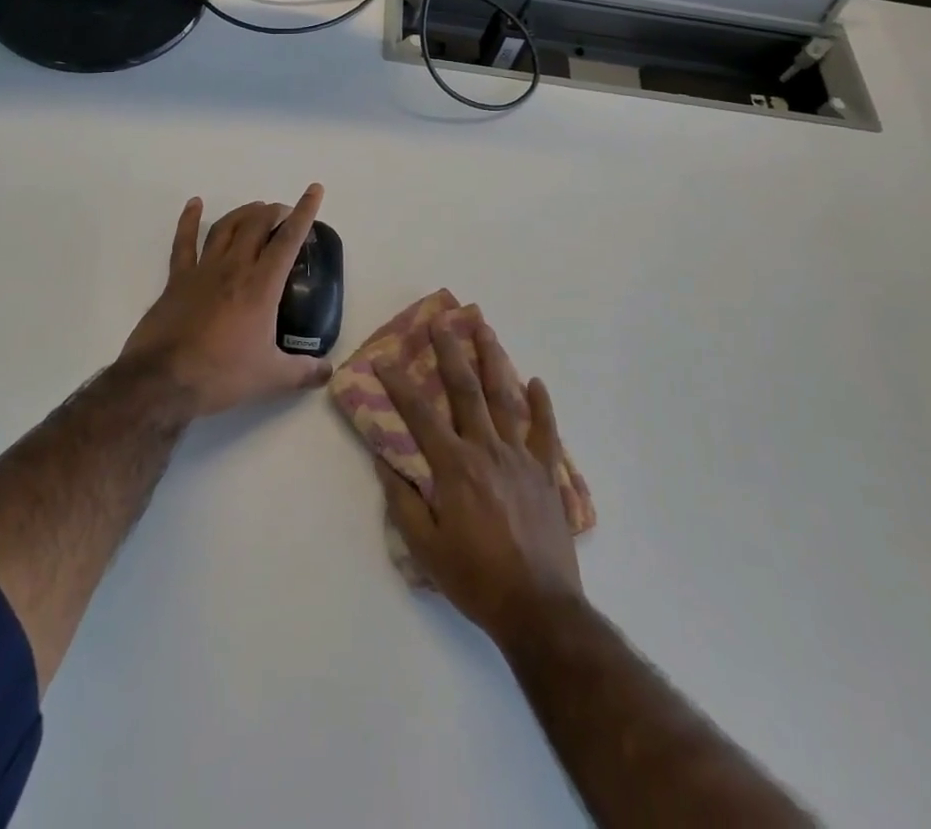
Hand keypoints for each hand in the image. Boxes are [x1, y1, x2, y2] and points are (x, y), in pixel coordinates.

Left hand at [120, 187, 331, 417]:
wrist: (162, 380)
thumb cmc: (221, 375)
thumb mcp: (271, 377)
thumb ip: (304, 371)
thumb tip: (329, 371)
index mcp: (261, 286)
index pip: (288, 240)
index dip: (304, 212)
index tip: (313, 190)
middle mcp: (234, 268)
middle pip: (256, 225)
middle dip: (273, 212)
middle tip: (284, 213)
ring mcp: (203, 270)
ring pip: (226, 227)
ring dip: (243, 213)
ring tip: (256, 208)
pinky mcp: (177, 279)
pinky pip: (183, 242)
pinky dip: (189, 220)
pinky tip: (194, 204)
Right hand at [376, 312, 582, 644]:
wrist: (539, 609)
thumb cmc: (475, 579)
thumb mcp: (425, 547)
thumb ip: (402, 500)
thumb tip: (384, 459)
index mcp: (455, 467)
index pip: (419, 415)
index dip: (399, 385)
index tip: (384, 360)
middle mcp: (487, 450)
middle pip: (466, 390)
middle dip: (450, 352)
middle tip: (440, 321)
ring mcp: (521, 458)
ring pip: (505, 398)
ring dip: (493, 360)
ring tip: (484, 329)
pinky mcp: (546, 474)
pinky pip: (545, 431)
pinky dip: (542, 405)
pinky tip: (536, 381)